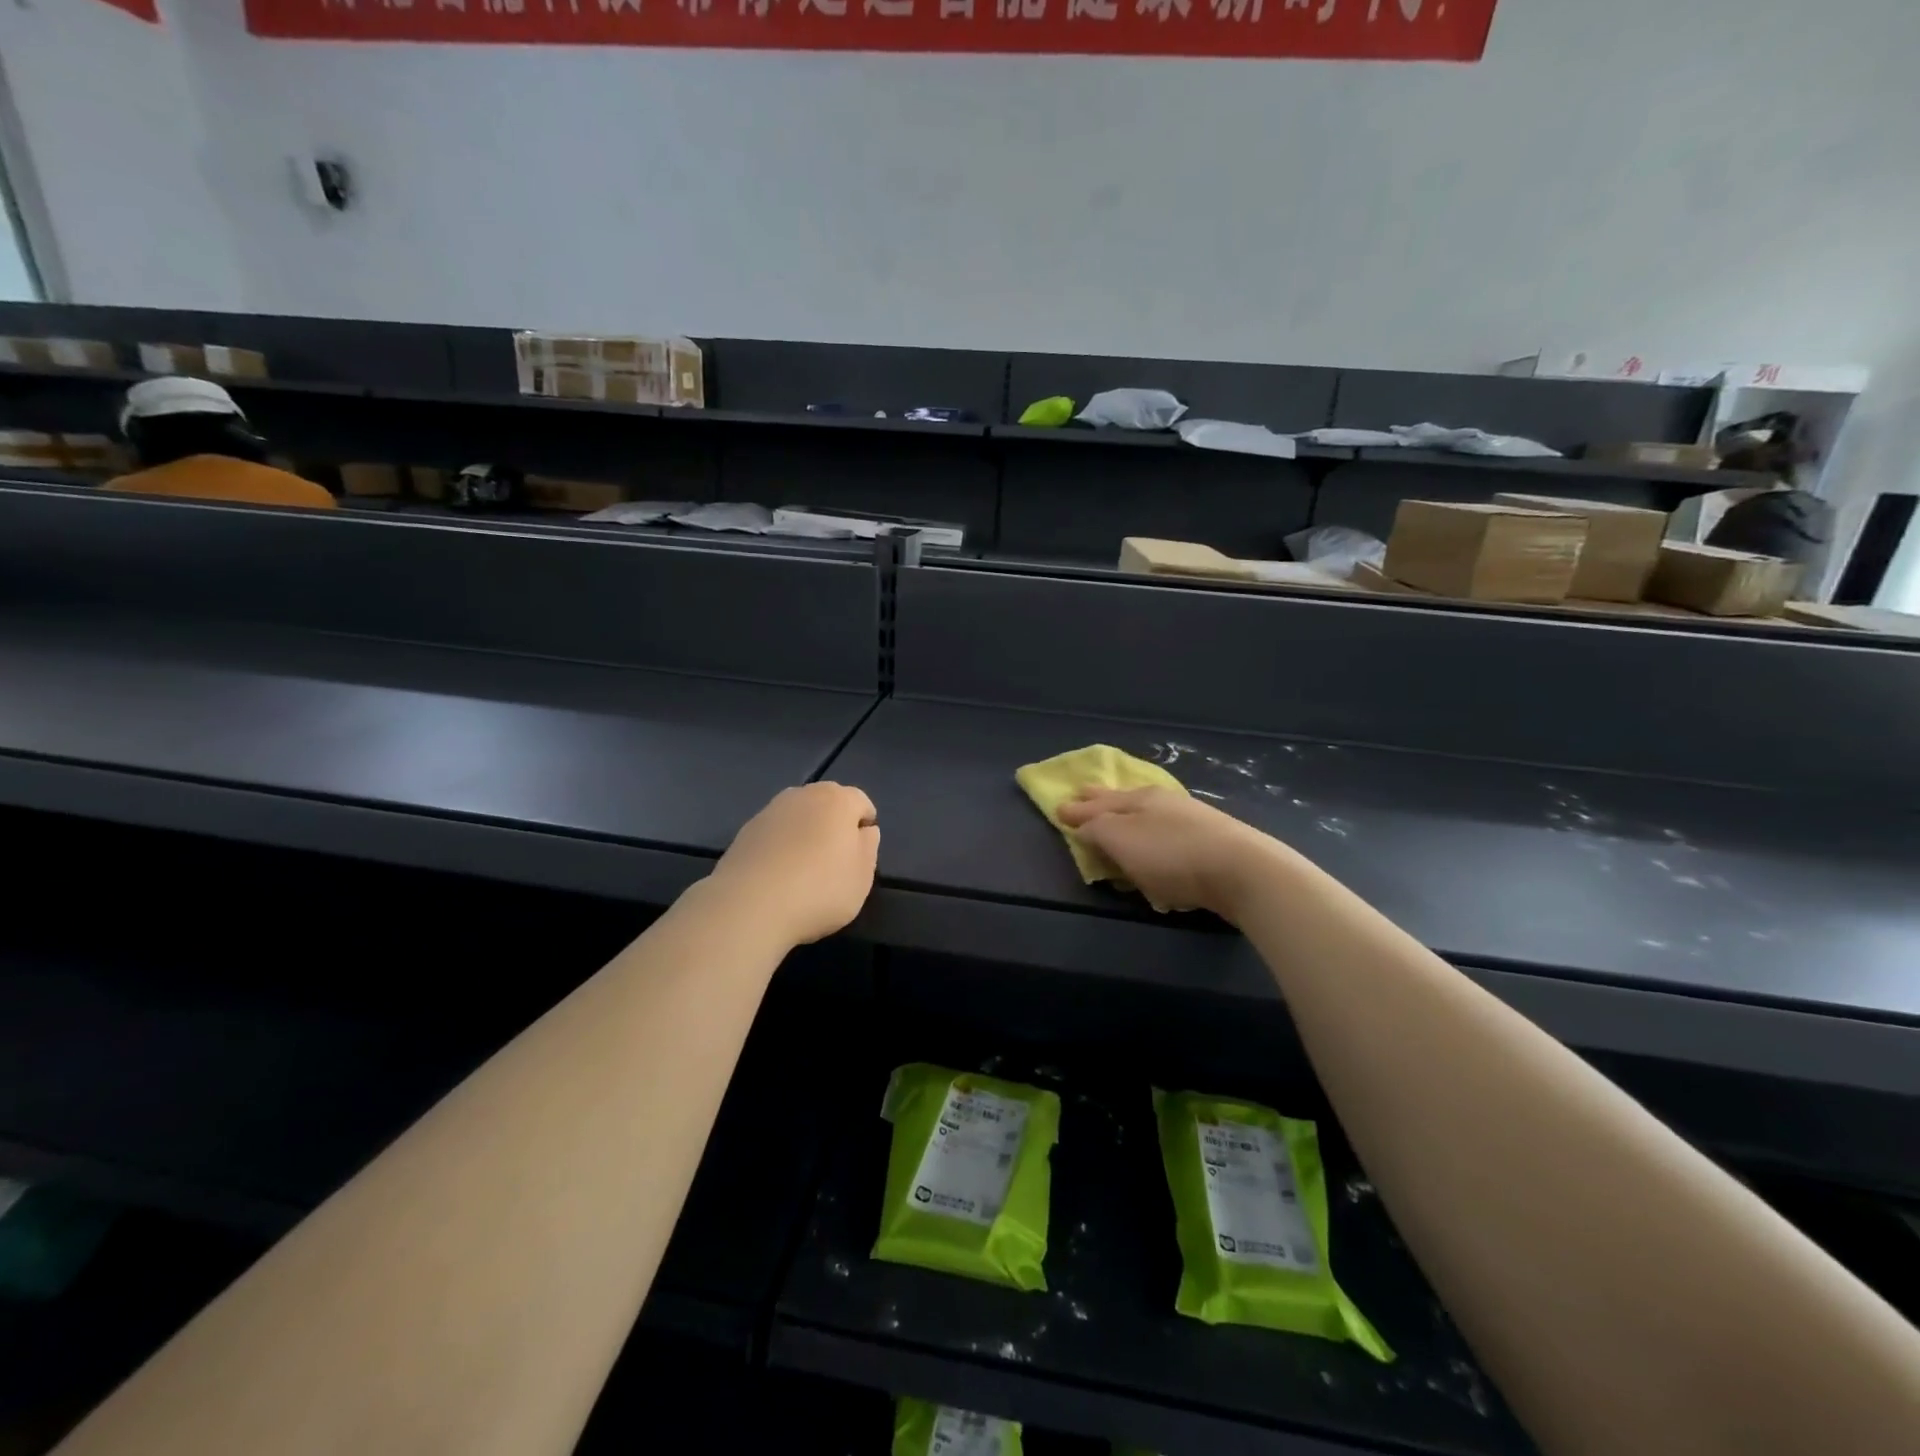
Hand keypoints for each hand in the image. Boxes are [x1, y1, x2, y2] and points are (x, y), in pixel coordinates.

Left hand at [708, 783, 879, 944]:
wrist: (750, 905)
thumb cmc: (819, 889)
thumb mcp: (862, 876)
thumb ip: (868, 847)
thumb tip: (864, 830)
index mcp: (838, 800)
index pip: (861, 802)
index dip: (866, 825)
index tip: (862, 853)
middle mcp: (803, 795)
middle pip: (827, 803)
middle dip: (835, 824)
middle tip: (836, 859)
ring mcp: (770, 811)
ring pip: (798, 815)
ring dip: (806, 832)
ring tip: (806, 867)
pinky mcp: (746, 831)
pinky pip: (775, 832)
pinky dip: (782, 845)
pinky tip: (779, 874)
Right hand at [1056, 787, 1281, 921]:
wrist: (1243, 870)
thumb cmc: (1172, 855)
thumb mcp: (1122, 840)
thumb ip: (1097, 829)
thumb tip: (1079, 819)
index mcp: (1138, 799)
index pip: (1099, 802)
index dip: (1078, 808)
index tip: (1059, 807)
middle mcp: (1164, 802)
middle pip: (1125, 800)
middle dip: (1103, 800)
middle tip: (1085, 795)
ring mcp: (1191, 818)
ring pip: (1150, 813)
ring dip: (1130, 815)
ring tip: (1118, 817)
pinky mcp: (1212, 840)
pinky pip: (1170, 831)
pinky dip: (1154, 833)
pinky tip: (1158, 840)